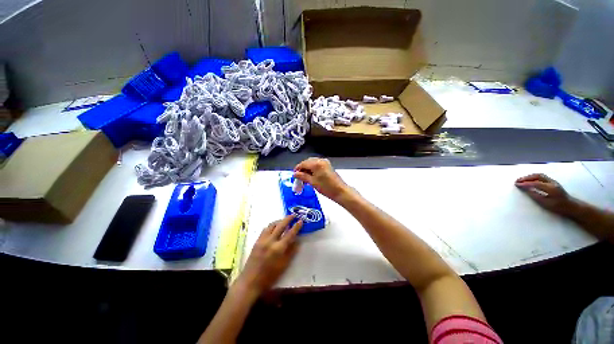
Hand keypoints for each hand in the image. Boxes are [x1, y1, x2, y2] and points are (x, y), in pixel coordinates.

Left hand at [236, 215, 302, 295]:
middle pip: (281, 225)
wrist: (250, 281)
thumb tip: (297, 240)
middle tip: (293, 215)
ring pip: (272, 225)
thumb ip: (291, 251)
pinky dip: (271, 225)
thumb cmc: (269, 276)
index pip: (290, 234)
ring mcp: (262, 240)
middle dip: (288, 219)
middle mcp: (270, 241)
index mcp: (278, 249)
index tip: (301, 220)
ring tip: (284, 220)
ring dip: (279, 221)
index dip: (296, 226)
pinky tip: (274, 227)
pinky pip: (265, 229)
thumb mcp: (284, 265)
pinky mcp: (257, 241)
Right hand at [293, 158, 350, 201]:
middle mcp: (321, 160)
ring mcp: (325, 163)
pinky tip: (311, 177)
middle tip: (299, 177)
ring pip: (312, 163)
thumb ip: (302, 176)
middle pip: (307, 162)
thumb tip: (295, 174)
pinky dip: (312, 170)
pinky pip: (317, 165)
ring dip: (307, 169)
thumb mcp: (312, 182)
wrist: (340, 191)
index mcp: (316, 163)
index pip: (303, 163)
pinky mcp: (327, 166)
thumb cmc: (326, 187)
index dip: (297, 169)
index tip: (294, 175)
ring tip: (304, 179)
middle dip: (302, 169)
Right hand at [515, 173, 575, 215]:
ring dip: (530, 177)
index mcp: (550, 188)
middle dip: (526, 178)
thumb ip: (535, 195)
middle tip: (518, 181)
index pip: (535, 183)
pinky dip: (534, 177)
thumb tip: (526, 189)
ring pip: (539, 175)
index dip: (525, 183)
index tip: (516, 184)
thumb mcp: (545, 203)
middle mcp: (552, 182)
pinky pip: (542, 177)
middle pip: (537, 176)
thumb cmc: (558, 207)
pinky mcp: (553, 182)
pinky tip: (530, 181)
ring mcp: (553, 181)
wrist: (571, 206)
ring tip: (522, 180)